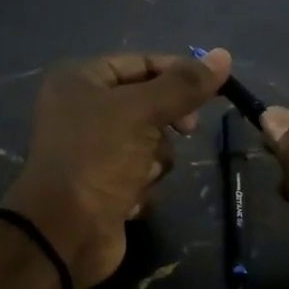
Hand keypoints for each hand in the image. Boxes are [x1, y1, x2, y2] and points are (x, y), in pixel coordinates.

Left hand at [1, 49, 231, 288]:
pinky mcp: (103, 187)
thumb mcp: (142, 112)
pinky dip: (141, 187)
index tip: (212, 89)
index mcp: (80, 81)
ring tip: (139, 175)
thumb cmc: (97, 158)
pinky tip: (127, 200)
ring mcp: (93, 152)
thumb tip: (224, 56)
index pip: (140, 63)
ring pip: (150, 144)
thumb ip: (184, 85)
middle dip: (165, 125)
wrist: (64, 233)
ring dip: (154, 161)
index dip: (177, 73)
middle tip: (186, 132)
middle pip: (148, 105)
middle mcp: (82, 111)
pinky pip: (140, 176)